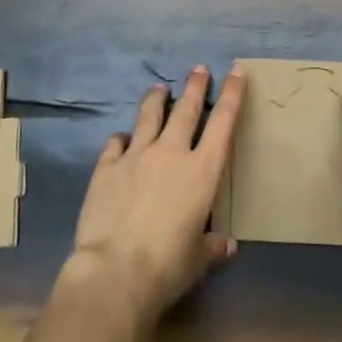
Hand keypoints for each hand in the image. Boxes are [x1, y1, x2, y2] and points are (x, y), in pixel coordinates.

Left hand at [68, 63, 245, 328]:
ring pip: (149, 115)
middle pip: (185, 108)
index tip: (235, 71)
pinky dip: (122, 138)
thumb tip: (227, 245)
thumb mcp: (197, 260)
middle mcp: (171, 153)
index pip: (222, 123)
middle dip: (195, 86)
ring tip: (159, 88)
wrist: (115, 272)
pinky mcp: (107, 166)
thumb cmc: (167, 267)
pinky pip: (116, 142)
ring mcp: (136, 155)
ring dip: (156, 99)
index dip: (231, 95)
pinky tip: (121, 139)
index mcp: (201, 172)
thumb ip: (211, 246)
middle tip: (198, 69)